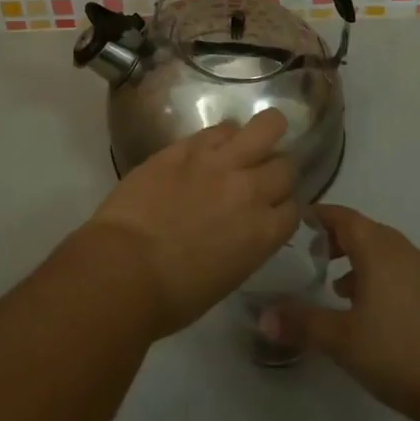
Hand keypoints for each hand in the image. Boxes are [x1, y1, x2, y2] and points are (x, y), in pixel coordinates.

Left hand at [81, 110, 299, 339]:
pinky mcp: (187, 146)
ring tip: (252, 139)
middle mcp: (250, 190)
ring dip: (264, 133)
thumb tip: (243, 227)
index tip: (272, 208)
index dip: (283, 206)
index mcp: (264, 233)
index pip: (295, 207)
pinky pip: (220, 129)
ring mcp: (219, 162)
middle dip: (278, 170)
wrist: (124, 268)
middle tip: (260, 175)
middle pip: (285, 165)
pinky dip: (224, 135)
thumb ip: (246, 244)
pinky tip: (214, 145)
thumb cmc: (173, 294)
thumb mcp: (227, 276)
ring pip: (265, 126)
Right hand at [263, 205, 419, 420]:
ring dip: (357, 260)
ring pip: (381, 252)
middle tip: (309, 255)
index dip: (317, 216)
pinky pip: (398, 270)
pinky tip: (368, 311)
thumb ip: (301, 324)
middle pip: (362, 230)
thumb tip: (261, 316)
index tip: (294, 223)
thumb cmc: (399, 353)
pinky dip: (377, 277)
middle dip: (335, 238)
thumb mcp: (342, 340)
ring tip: (335, 285)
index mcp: (377, 248)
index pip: (342, 216)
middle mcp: (401, 249)